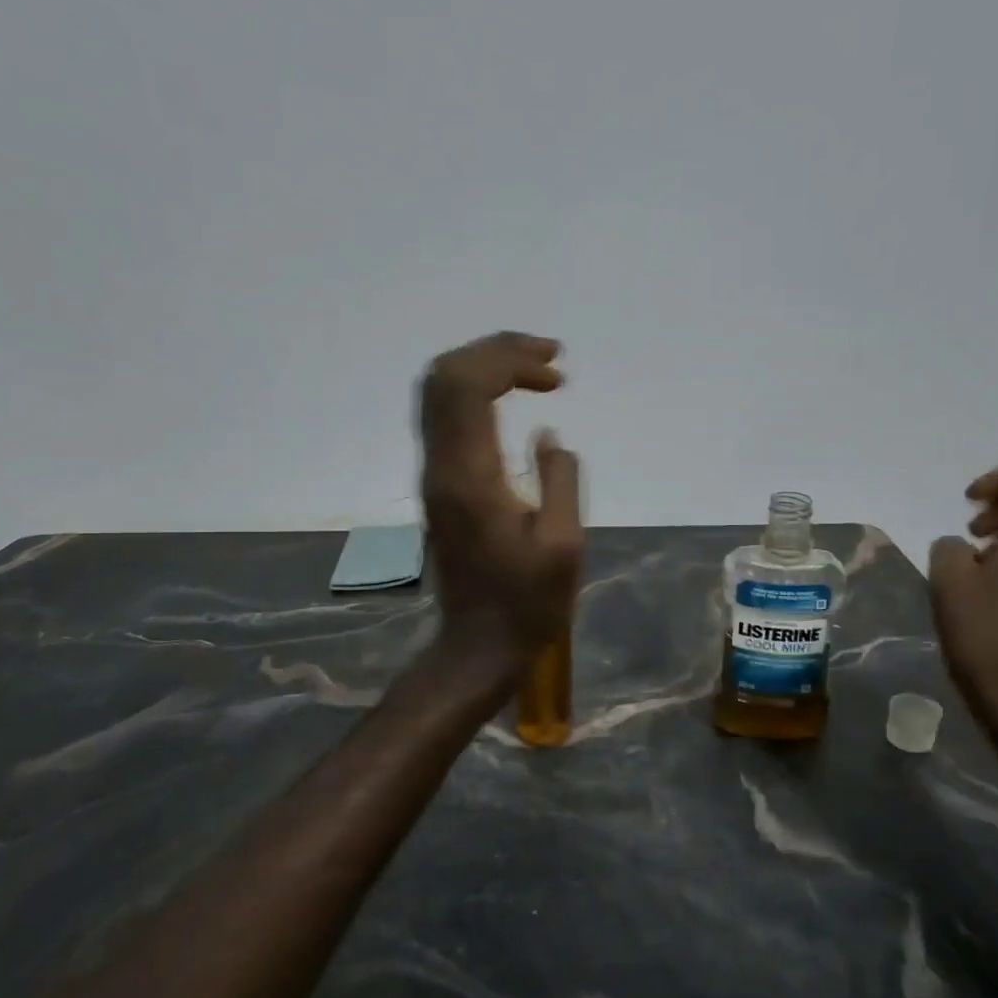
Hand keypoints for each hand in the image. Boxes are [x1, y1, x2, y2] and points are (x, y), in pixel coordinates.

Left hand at [418, 332, 583, 666]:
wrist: (479, 646)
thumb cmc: (528, 603)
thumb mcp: (563, 545)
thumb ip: (559, 480)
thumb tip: (547, 435)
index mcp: (469, 477)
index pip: (467, 387)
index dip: (508, 360)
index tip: (555, 370)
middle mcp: (440, 467)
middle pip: (444, 377)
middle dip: (495, 351)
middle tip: (548, 358)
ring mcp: (433, 475)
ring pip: (438, 394)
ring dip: (484, 368)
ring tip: (535, 372)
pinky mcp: (439, 486)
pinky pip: (445, 417)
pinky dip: (477, 394)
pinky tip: (513, 403)